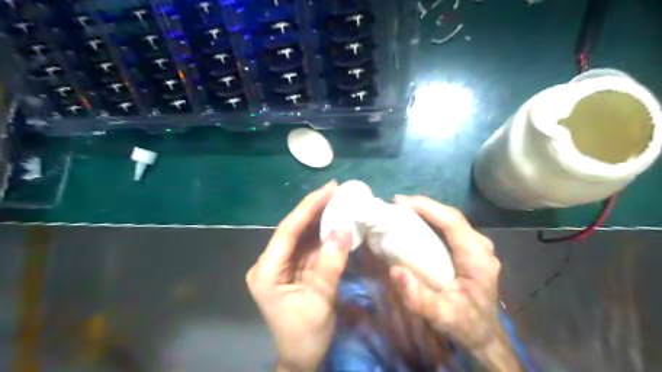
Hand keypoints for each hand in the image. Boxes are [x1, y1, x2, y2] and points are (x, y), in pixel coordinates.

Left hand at [247, 181, 351, 371]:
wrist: (301, 358)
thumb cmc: (305, 336)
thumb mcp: (319, 302)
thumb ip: (330, 266)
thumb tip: (343, 230)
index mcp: (267, 271)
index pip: (287, 231)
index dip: (308, 207)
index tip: (329, 189)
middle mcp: (270, 263)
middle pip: (294, 229)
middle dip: (315, 208)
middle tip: (337, 190)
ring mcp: (282, 264)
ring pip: (302, 235)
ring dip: (320, 218)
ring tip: (339, 200)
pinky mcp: (294, 267)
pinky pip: (309, 245)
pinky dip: (323, 233)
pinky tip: (336, 221)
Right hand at [389, 196, 519, 370]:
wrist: (484, 335)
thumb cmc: (464, 324)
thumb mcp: (440, 316)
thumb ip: (418, 297)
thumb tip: (394, 270)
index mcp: (477, 259)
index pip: (453, 222)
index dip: (427, 207)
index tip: (400, 202)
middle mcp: (481, 247)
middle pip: (452, 216)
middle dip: (424, 206)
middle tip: (397, 203)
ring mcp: (478, 247)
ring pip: (451, 219)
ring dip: (427, 211)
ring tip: (403, 209)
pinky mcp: (472, 249)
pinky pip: (451, 227)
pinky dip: (432, 220)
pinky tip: (417, 222)